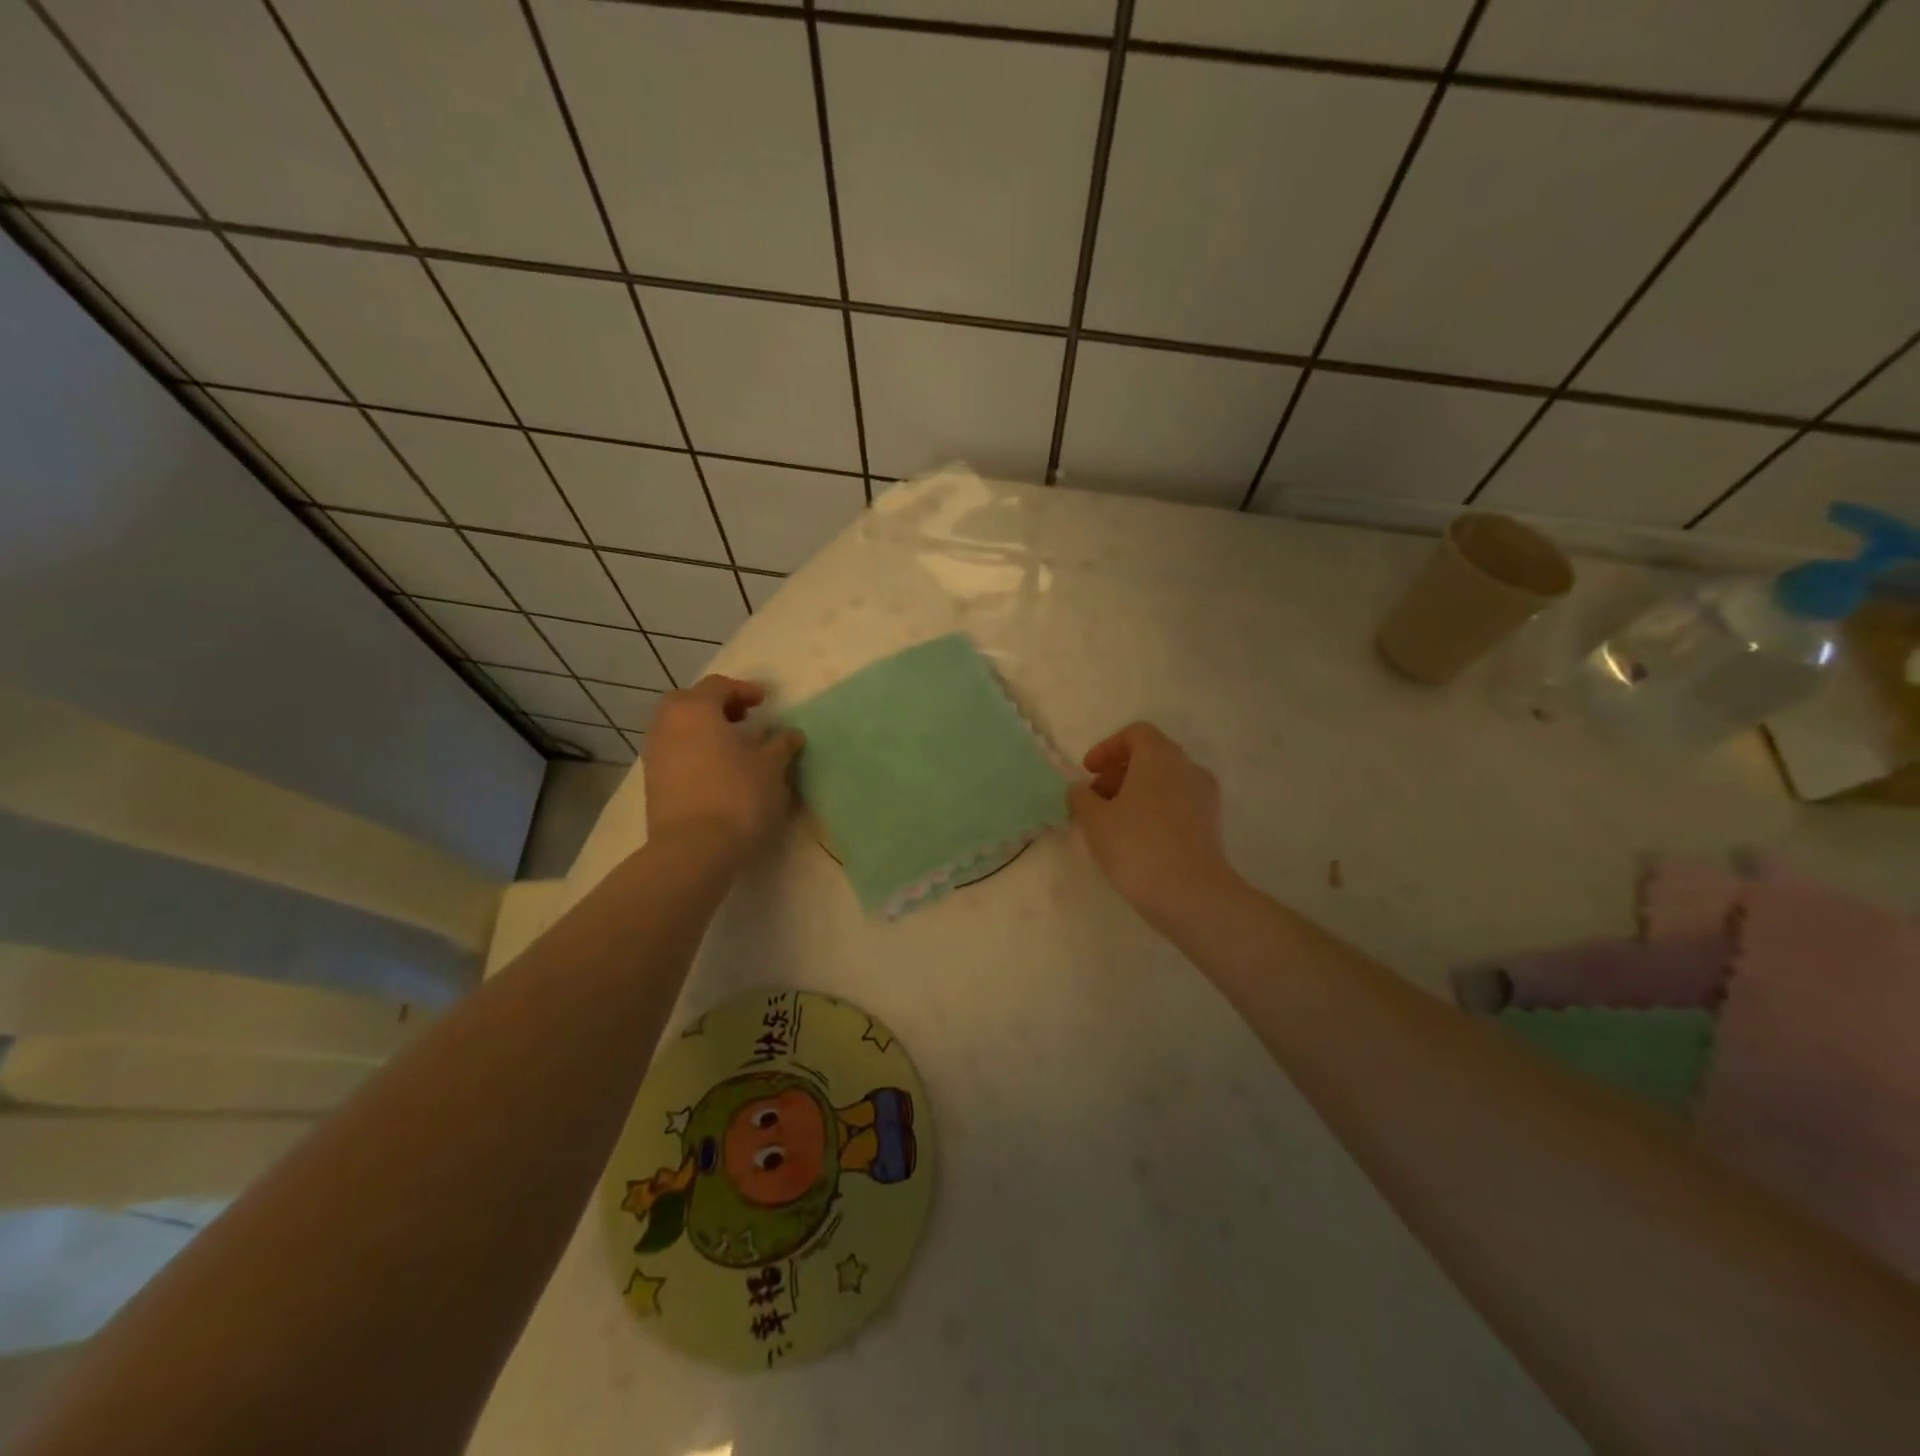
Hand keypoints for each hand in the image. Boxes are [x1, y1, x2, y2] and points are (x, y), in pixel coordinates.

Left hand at [642, 676, 803, 861]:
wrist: (694, 849)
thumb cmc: (737, 796)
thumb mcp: (771, 767)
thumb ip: (781, 745)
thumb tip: (789, 735)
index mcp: (695, 710)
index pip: (717, 686)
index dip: (743, 689)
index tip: (764, 702)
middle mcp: (667, 725)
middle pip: (688, 701)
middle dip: (714, 705)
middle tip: (742, 718)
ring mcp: (655, 755)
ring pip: (677, 728)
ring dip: (703, 730)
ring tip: (732, 747)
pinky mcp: (653, 783)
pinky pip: (674, 753)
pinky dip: (694, 751)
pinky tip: (717, 770)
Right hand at [1068, 722, 1241, 931]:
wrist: (1191, 894)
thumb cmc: (1136, 846)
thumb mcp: (1094, 820)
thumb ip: (1081, 797)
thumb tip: (1080, 789)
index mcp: (1159, 756)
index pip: (1135, 734)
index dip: (1107, 748)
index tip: (1088, 772)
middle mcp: (1187, 768)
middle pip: (1151, 756)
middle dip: (1119, 773)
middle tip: (1095, 799)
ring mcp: (1204, 796)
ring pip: (1165, 782)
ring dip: (1136, 793)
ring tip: (1112, 822)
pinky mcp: (1211, 824)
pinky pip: (1178, 804)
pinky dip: (1155, 810)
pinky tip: (1136, 839)